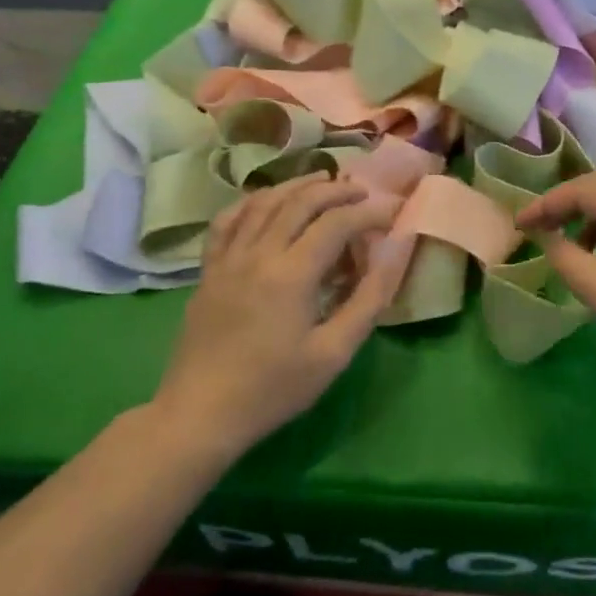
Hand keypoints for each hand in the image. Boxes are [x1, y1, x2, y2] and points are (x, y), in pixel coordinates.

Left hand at [156, 174, 408, 460]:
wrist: (200, 414)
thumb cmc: (273, 388)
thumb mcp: (333, 353)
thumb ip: (368, 300)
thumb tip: (395, 255)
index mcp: (292, 273)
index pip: (337, 223)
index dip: (369, 213)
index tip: (393, 213)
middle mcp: (258, 253)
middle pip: (301, 202)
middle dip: (336, 191)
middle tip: (362, 192)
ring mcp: (228, 258)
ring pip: (264, 203)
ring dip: (297, 186)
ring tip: (322, 181)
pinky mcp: (208, 270)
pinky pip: (227, 221)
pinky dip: (251, 202)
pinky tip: (266, 200)